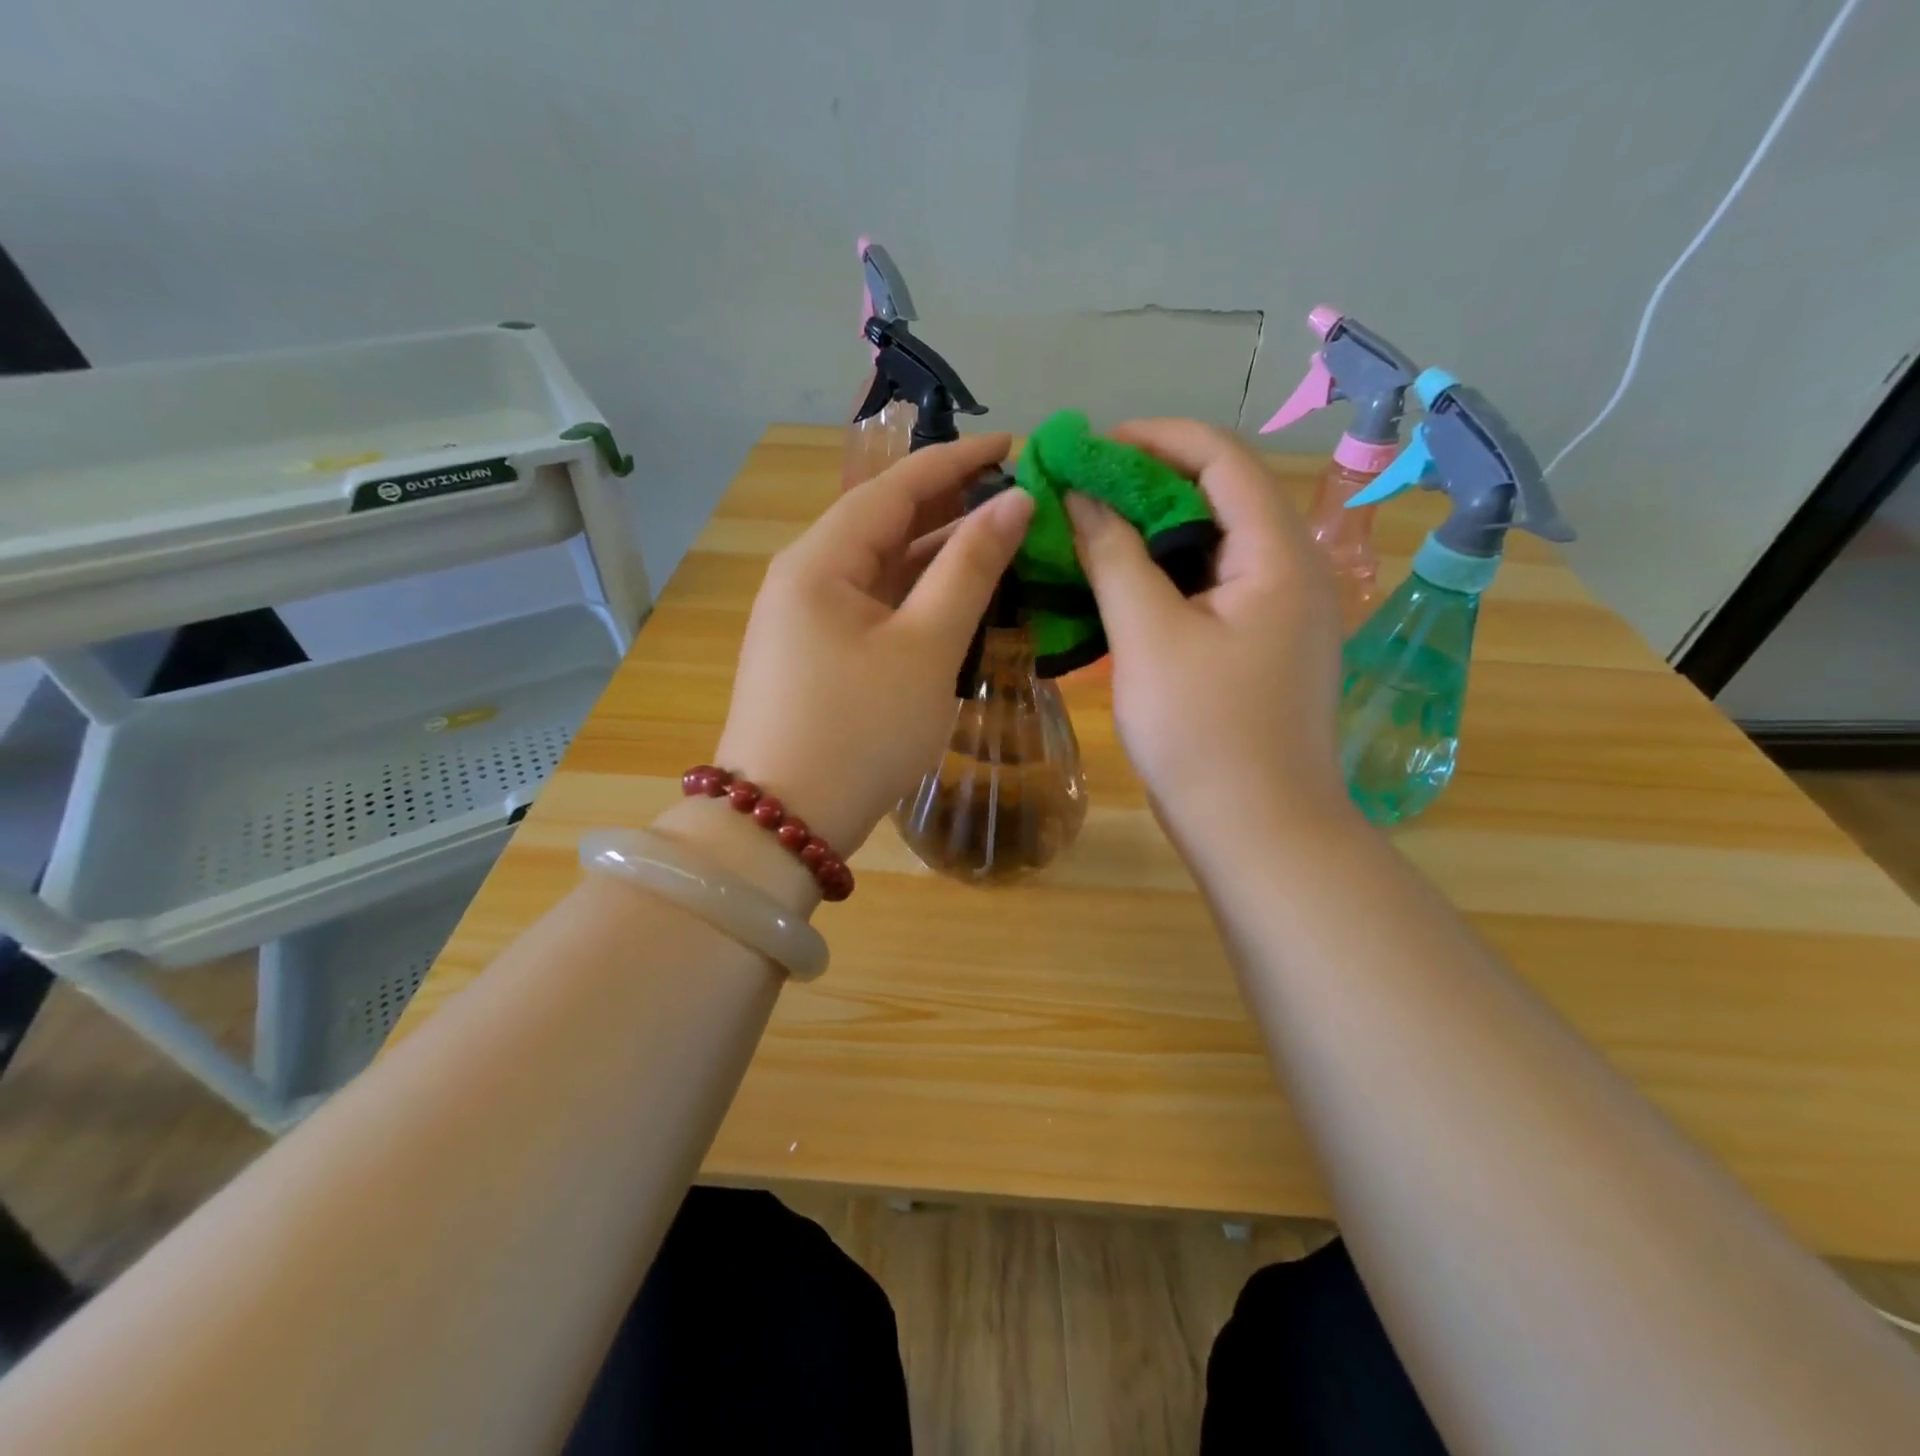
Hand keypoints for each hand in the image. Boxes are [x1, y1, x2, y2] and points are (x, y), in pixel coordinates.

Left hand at [713, 433, 1032, 855]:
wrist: (784, 824)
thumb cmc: (859, 732)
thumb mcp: (926, 648)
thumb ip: (971, 569)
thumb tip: (1014, 502)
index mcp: (821, 560)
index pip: (896, 487)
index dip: (958, 461)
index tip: (1016, 445)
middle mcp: (805, 577)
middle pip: (885, 523)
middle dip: (951, 506)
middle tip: (1018, 495)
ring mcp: (806, 619)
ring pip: (881, 569)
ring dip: (937, 554)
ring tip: (1002, 539)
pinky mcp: (815, 656)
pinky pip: (873, 607)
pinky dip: (916, 597)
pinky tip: (958, 597)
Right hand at [1065, 418, 1349, 855]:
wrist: (1258, 833)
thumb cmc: (1204, 734)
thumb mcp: (1148, 637)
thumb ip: (1114, 556)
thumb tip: (1081, 496)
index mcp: (1278, 554)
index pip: (1221, 457)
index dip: (1153, 439)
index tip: (1087, 448)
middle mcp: (1292, 570)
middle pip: (1219, 496)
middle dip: (1146, 484)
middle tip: (1078, 493)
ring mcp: (1281, 612)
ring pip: (1212, 545)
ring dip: (1150, 532)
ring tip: (1089, 532)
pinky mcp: (1262, 647)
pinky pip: (1211, 587)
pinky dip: (1164, 576)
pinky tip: (1119, 586)